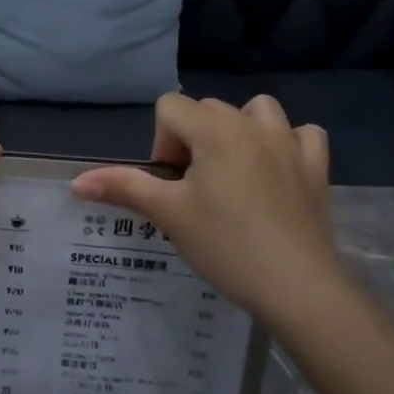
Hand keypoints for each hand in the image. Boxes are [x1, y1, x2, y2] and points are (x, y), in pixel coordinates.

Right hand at [70, 94, 354, 329]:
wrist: (296, 286)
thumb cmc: (225, 245)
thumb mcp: (168, 214)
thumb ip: (123, 187)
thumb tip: (77, 182)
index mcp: (215, 131)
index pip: (170, 107)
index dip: (161, 144)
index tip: (171, 185)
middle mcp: (253, 125)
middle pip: (207, 109)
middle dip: (192, 141)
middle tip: (194, 190)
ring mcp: (291, 144)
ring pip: (257, 110)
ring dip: (240, 130)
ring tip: (233, 171)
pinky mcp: (316, 167)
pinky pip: (301, 134)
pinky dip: (286, 144)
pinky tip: (277, 171)